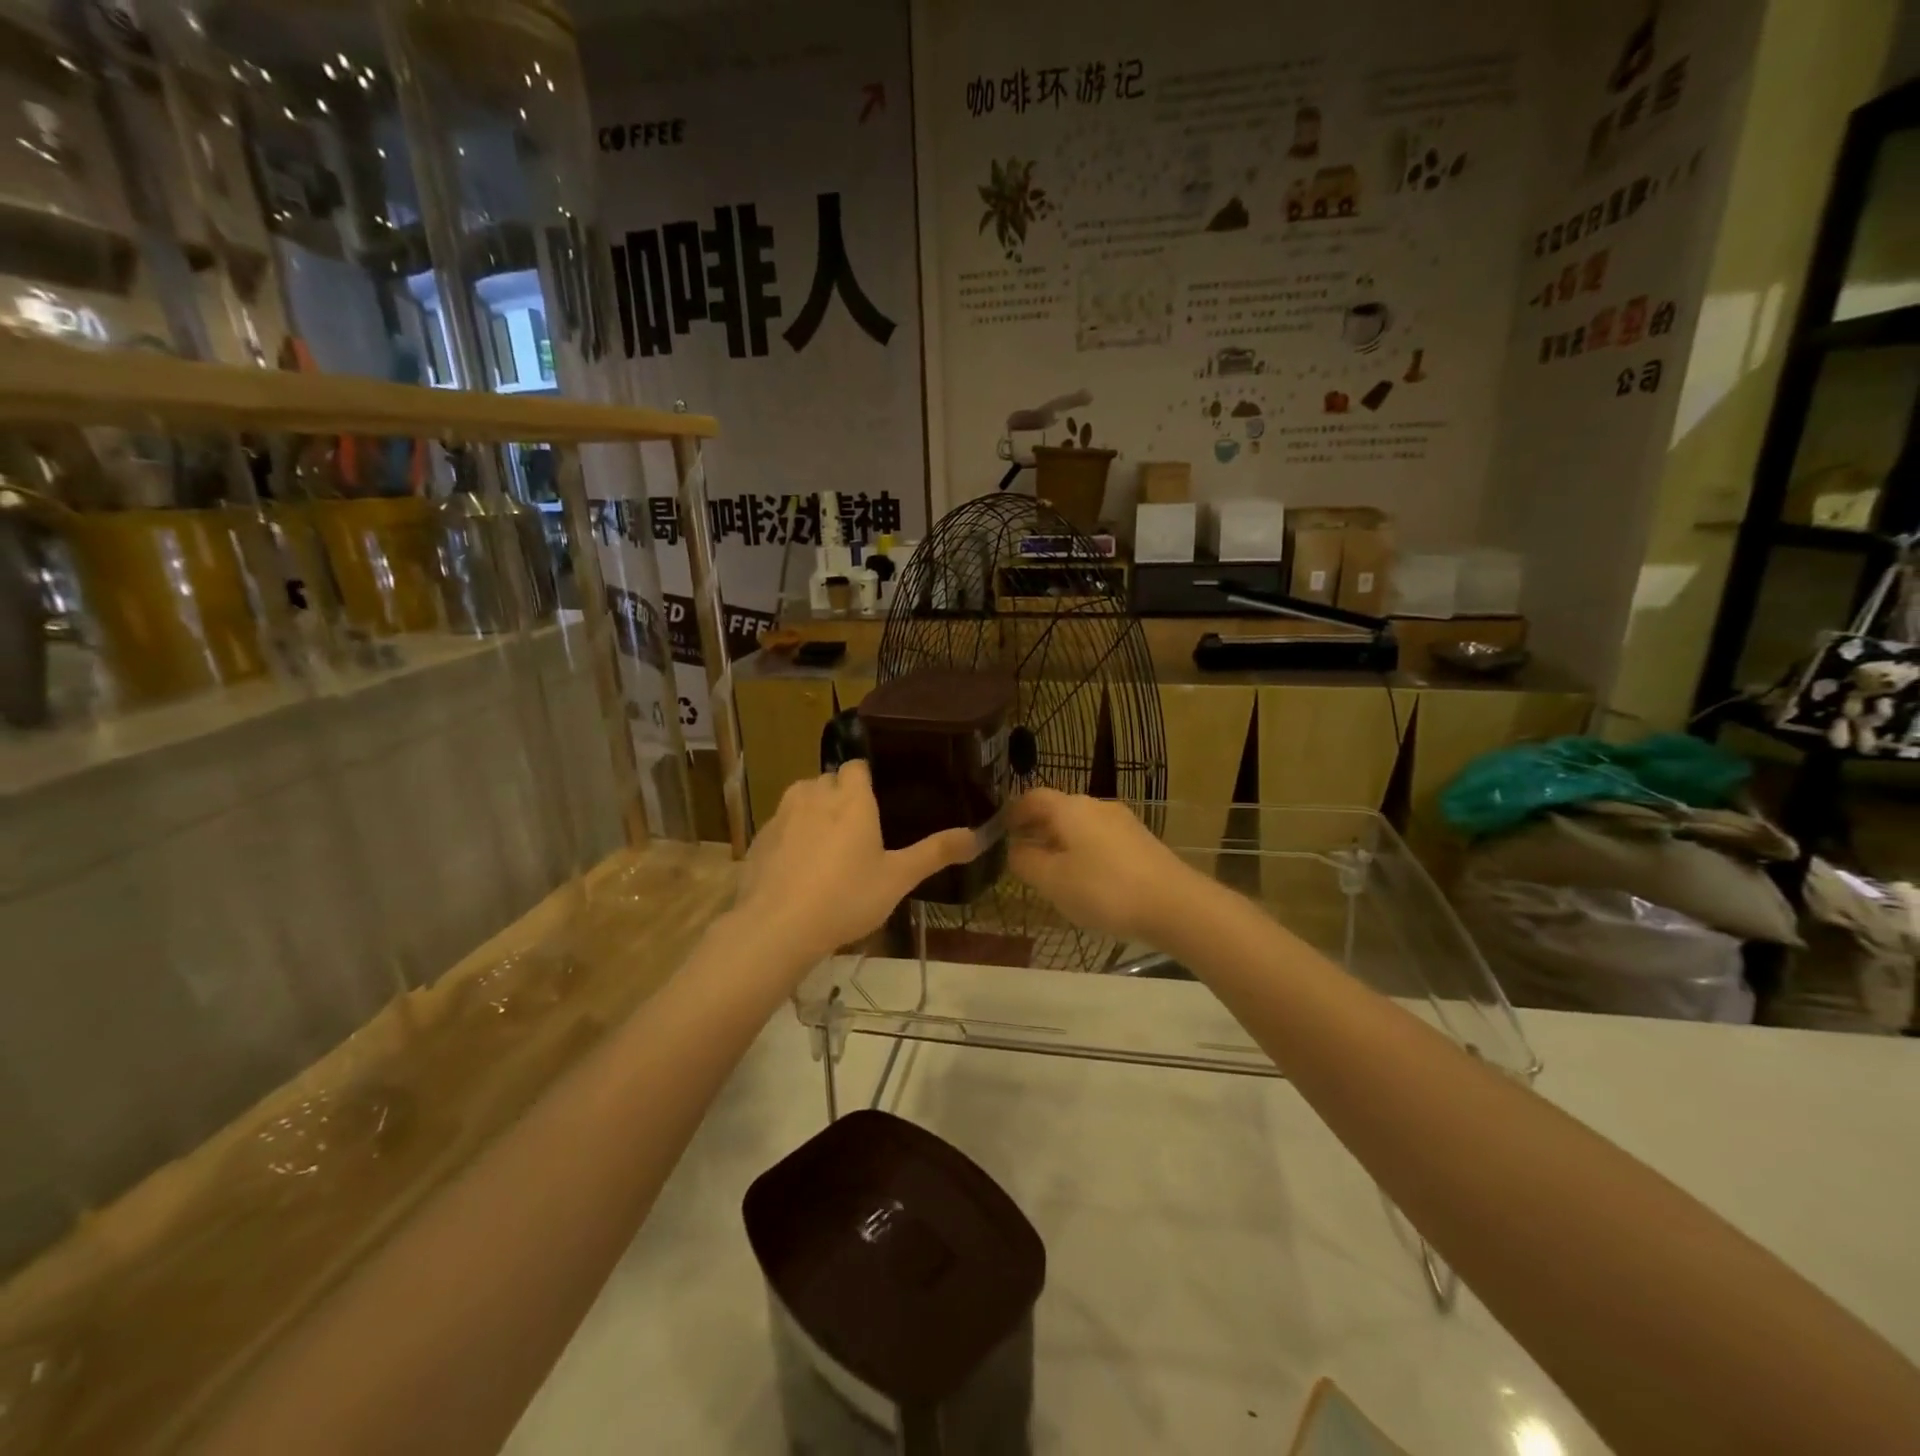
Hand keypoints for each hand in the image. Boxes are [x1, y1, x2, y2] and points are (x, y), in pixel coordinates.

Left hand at [734, 761, 978, 968]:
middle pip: (829, 780)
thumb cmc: (846, 897)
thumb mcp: (898, 878)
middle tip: (858, 831)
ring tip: (827, 847)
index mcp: (851, 798)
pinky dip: (790, 836)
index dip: (866, 780)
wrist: (777, 927)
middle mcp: (814, 794)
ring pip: (802, 798)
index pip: (858, 766)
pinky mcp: (759, 838)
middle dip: (841, 796)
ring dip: (814, 812)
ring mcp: (782, 814)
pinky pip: (780, 825)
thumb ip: (935, 853)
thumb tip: (977, 835)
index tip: (878, 801)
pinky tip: (798, 868)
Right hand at [1006, 789, 1206, 945]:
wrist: (1174, 904)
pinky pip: (1100, 838)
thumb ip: (1026, 861)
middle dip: (1037, 828)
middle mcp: (1096, 805)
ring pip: (1080, 825)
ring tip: (1051, 870)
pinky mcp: (1141, 841)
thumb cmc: (1104, 889)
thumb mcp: (1053, 881)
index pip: (1032, 798)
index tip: (1000, 831)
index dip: (1013, 812)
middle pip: (1058, 809)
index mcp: (1070, 808)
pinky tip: (1085, 878)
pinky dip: (1084, 850)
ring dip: (1061, 841)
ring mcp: (1122, 821)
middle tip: (1020, 853)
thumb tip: (1014, 848)